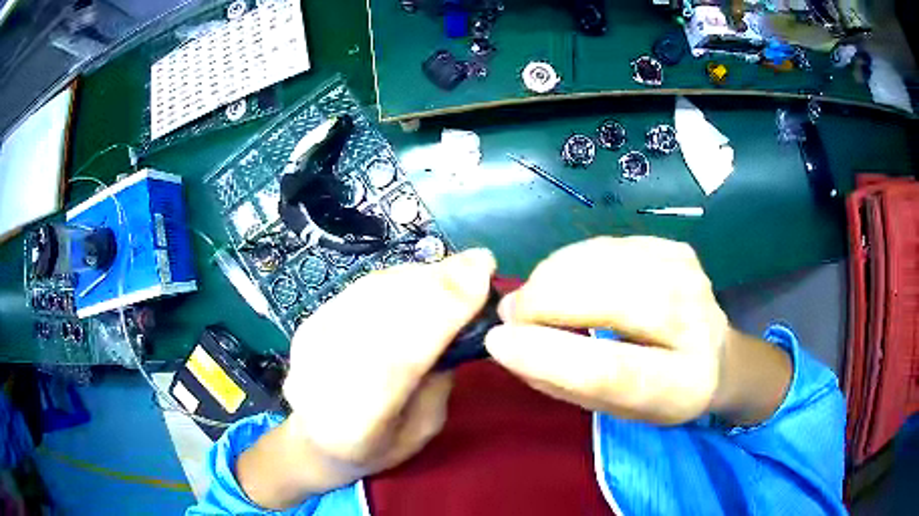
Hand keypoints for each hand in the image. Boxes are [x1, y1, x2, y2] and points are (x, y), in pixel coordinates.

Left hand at [237, 249, 495, 508]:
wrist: (314, 440)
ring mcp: (312, 342)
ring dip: (420, 275)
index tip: (482, 274)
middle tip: (478, 263)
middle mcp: (327, 374)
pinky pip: (360, 288)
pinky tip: (421, 277)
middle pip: (387, 313)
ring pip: (373, 292)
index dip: (444, 309)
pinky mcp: (309, 321)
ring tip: (455, 269)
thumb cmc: (376, 446)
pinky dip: (398, 278)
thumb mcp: (424, 428)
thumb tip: (460, 318)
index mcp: (358, 419)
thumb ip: (439, 378)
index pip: (402, 354)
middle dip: (439, 283)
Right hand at [485, 236, 788, 425]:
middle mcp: (696, 323)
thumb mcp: (614, 409)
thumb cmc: (660, 395)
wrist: (714, 356)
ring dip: (553, 276)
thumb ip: (563, 382)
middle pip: (613, 299)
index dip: (548, 355)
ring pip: (607, 262)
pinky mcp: (676, 249)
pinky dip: (573, 261)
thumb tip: (507, 344)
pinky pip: (609, 245)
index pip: (613, 370)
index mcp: (682, 384)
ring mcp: (689, 276)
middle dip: (546, 301)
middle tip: (511, 313)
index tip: (498, 340)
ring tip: (532, 298)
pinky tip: (565, 280)